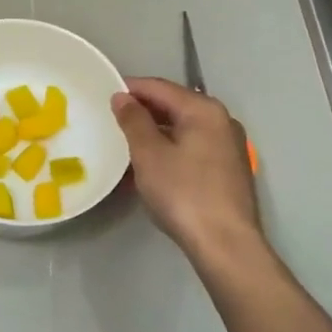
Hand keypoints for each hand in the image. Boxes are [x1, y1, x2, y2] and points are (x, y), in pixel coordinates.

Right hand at [111, 77, 264, 265]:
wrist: (225, 244)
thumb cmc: (183, 193)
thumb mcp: (149, 154)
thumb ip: (134, 120)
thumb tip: (122, 97)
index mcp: (203, 109)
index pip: (159, 87)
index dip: (130, 89)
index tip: (102, 95)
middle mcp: (221, 120)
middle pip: (175, 105)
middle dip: (143, 110)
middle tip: (112, 120)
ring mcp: (229, 145)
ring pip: (184, 127)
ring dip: (156, 131)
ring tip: (127, 142)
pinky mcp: (229, 169)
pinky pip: (193, 146)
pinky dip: (171, 147)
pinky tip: (152, 163)